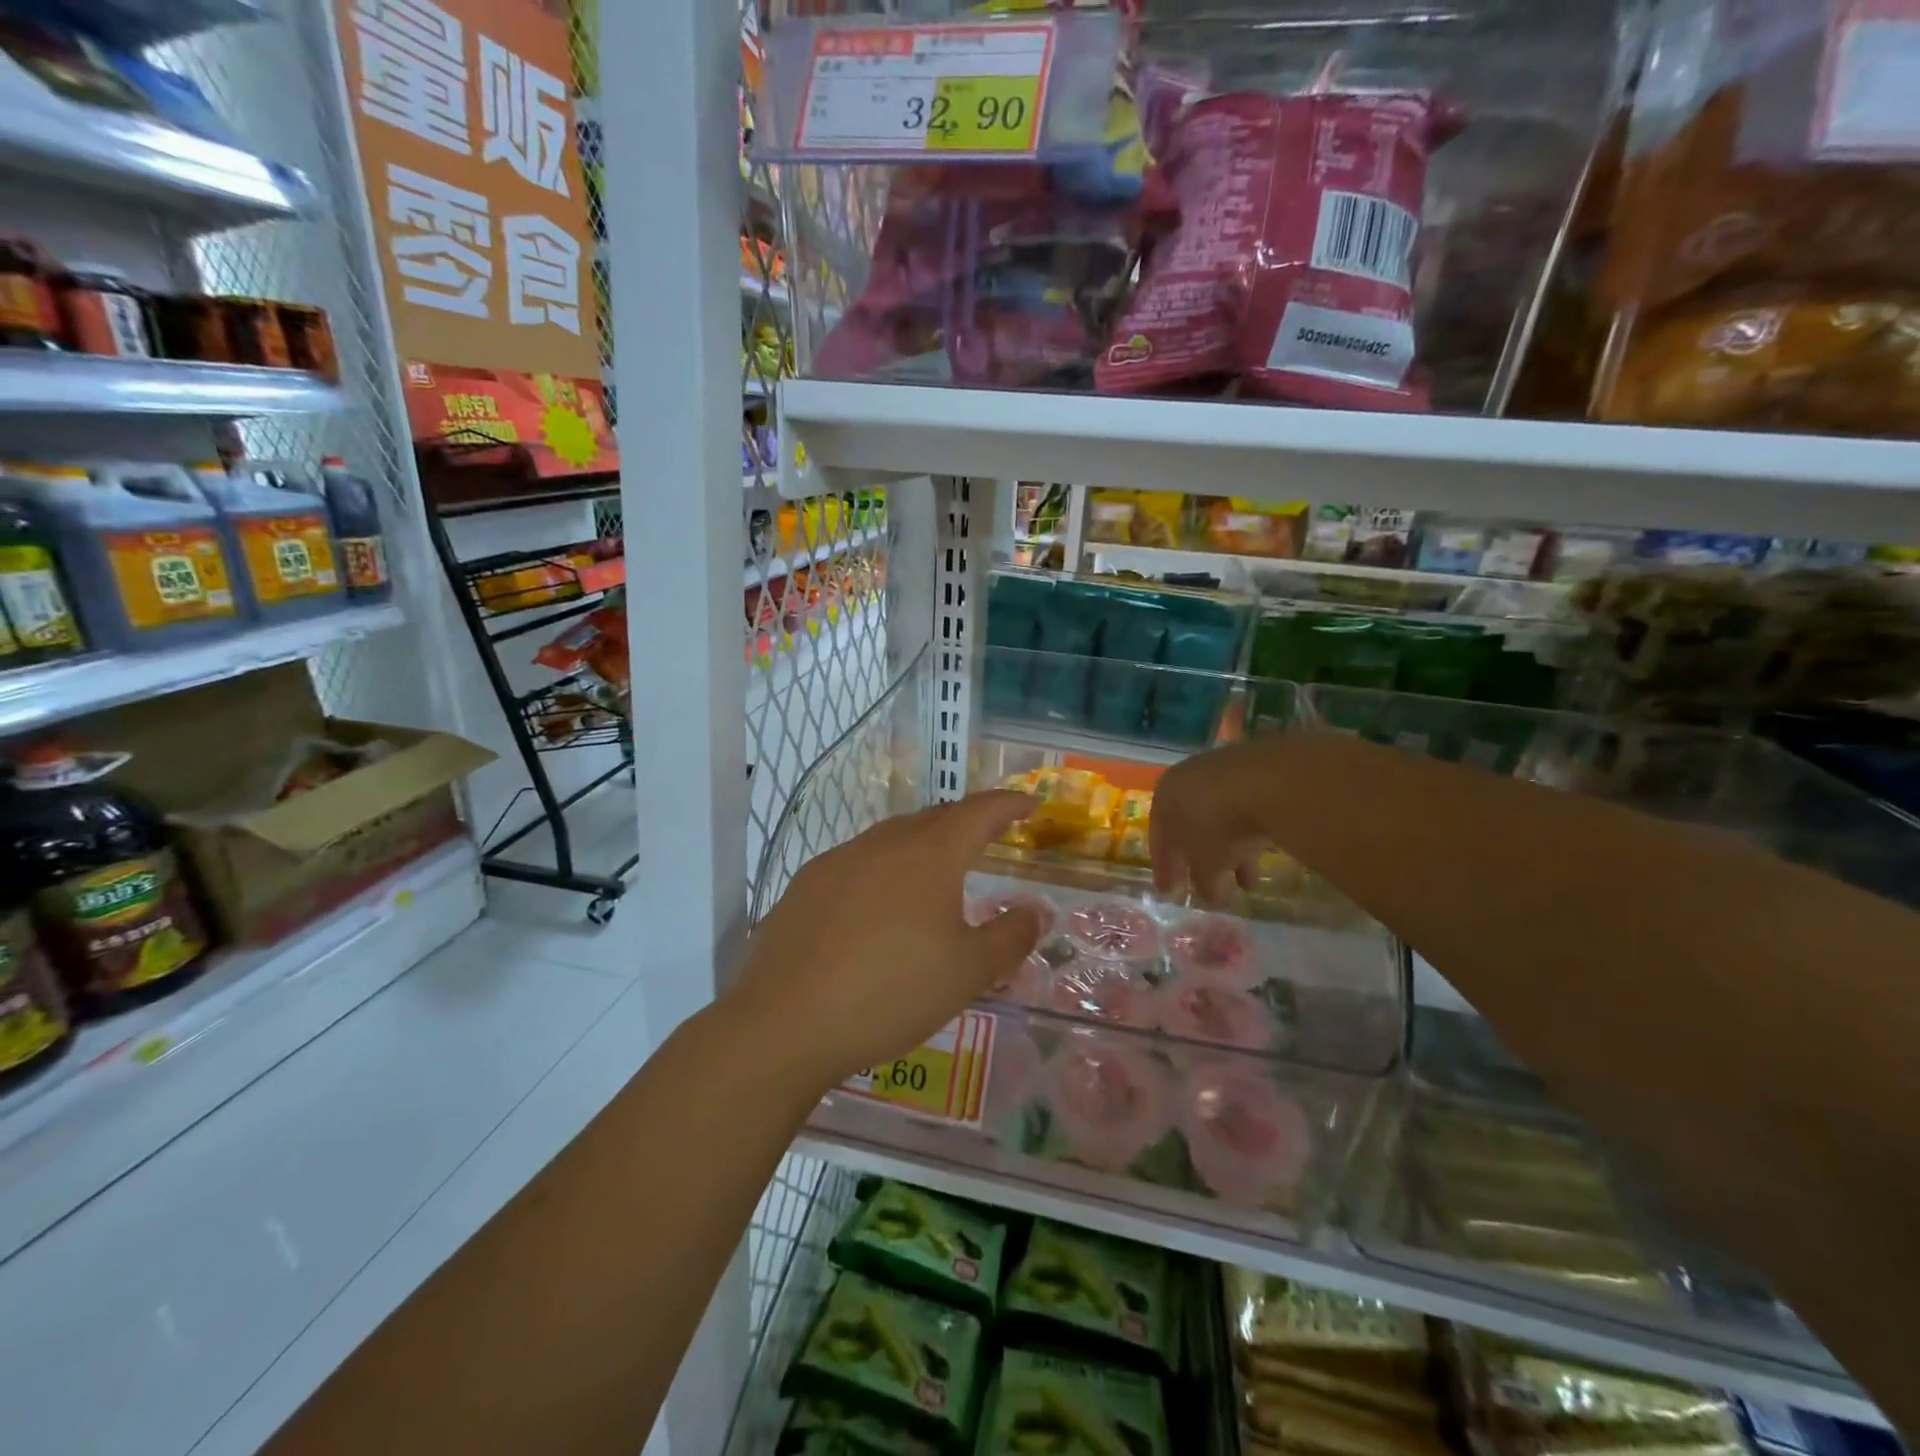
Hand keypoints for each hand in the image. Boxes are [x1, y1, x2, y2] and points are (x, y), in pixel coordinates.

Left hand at [726, 792, 1044, 1089]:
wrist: (786, 1022)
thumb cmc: (892, 991)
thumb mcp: (968, 972)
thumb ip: (1010, 936)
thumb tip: (1037, 911)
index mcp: (930, 854)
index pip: (980, 812)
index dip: (1009, 804)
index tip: (1029, 803)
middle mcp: (884, 843)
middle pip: (934, 818)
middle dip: (966, 823)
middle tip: (987, 837)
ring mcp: (839, 860)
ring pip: (892, 838)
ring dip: (922, 845)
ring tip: (936, 872)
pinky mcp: (806, 885)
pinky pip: (858, 862)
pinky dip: (883, 870)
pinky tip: (878, 905)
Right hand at [1150, 736, 1294, 904]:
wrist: (1265, 783)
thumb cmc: (1219, 826)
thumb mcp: (1207, 864)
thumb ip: (1204, 883)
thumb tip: (1209, 898)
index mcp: (1164, 798)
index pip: (1159, 840)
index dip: (1165, 869)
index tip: (1170, 893)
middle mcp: (1187, 781)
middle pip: (1190, 828)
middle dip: (1200, 861)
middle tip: (1208, 888)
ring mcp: (1222, 772)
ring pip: (1220, 820)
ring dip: (1231, 852)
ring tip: (1246, 883)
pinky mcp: (1256, 772)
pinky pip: (1245, 810)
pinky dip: (1247, 833)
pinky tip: (1261, 853)